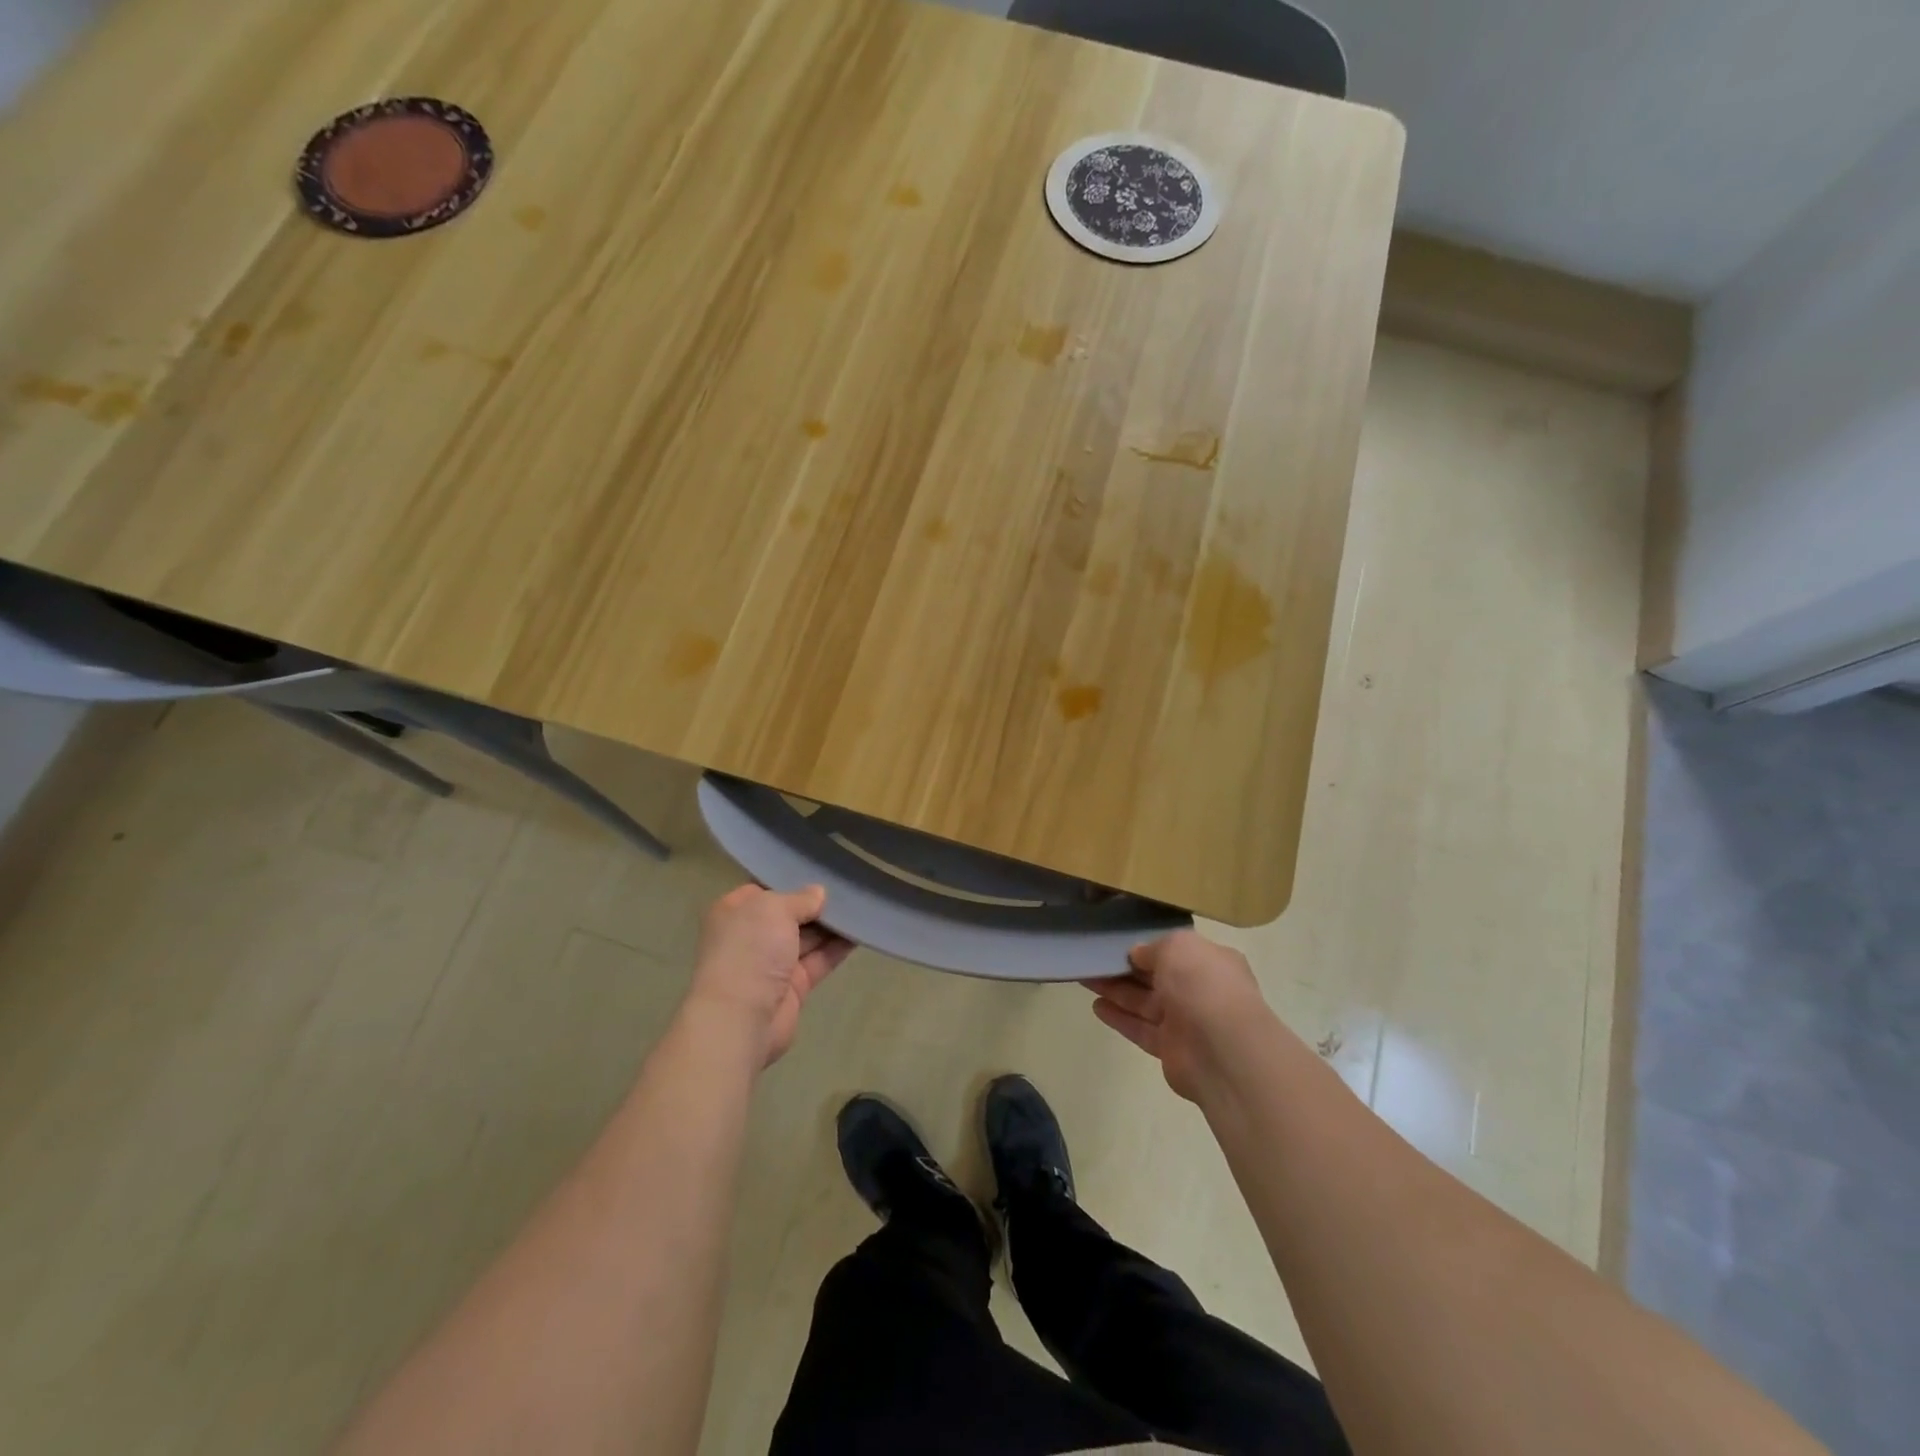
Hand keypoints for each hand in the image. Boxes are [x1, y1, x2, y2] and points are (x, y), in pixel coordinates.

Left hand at [684, 884, 852, 1066]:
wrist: (741, 1018)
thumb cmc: (750, 950)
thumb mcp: (774, 909)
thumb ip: (800, 899)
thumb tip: (819, 893)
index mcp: (734, 912)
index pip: (764, 889)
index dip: (790, 881)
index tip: (819, 871)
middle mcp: (751, 936)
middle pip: (788, 914)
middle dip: (815, 904)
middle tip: (848, 887)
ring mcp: (771, 963)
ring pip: (806, 938)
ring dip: (830, 925)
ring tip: (860, 905)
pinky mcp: (793, 987)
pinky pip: (819, 960)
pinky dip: (837, 948)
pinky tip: (859, 932)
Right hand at [1083, 929, 1270, 1100]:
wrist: (1224, 1051)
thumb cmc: (1203, 985)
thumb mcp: (1177, 947)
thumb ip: (1154, 948)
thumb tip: (1137, 954)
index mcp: (1210, 962)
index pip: (1176, 950)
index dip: (1148, 946)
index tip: (1118, 940)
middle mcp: (1200, 990)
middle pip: (1156, 976)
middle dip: (1125, 968)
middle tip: (1093, 958)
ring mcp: (1186, 1021)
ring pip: (1144, 1002)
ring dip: (1116, 990)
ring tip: (1085, 978)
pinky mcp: (1170, 1049)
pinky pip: (1140, 1028)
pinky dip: (1119, 1017)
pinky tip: (1096, 1006)